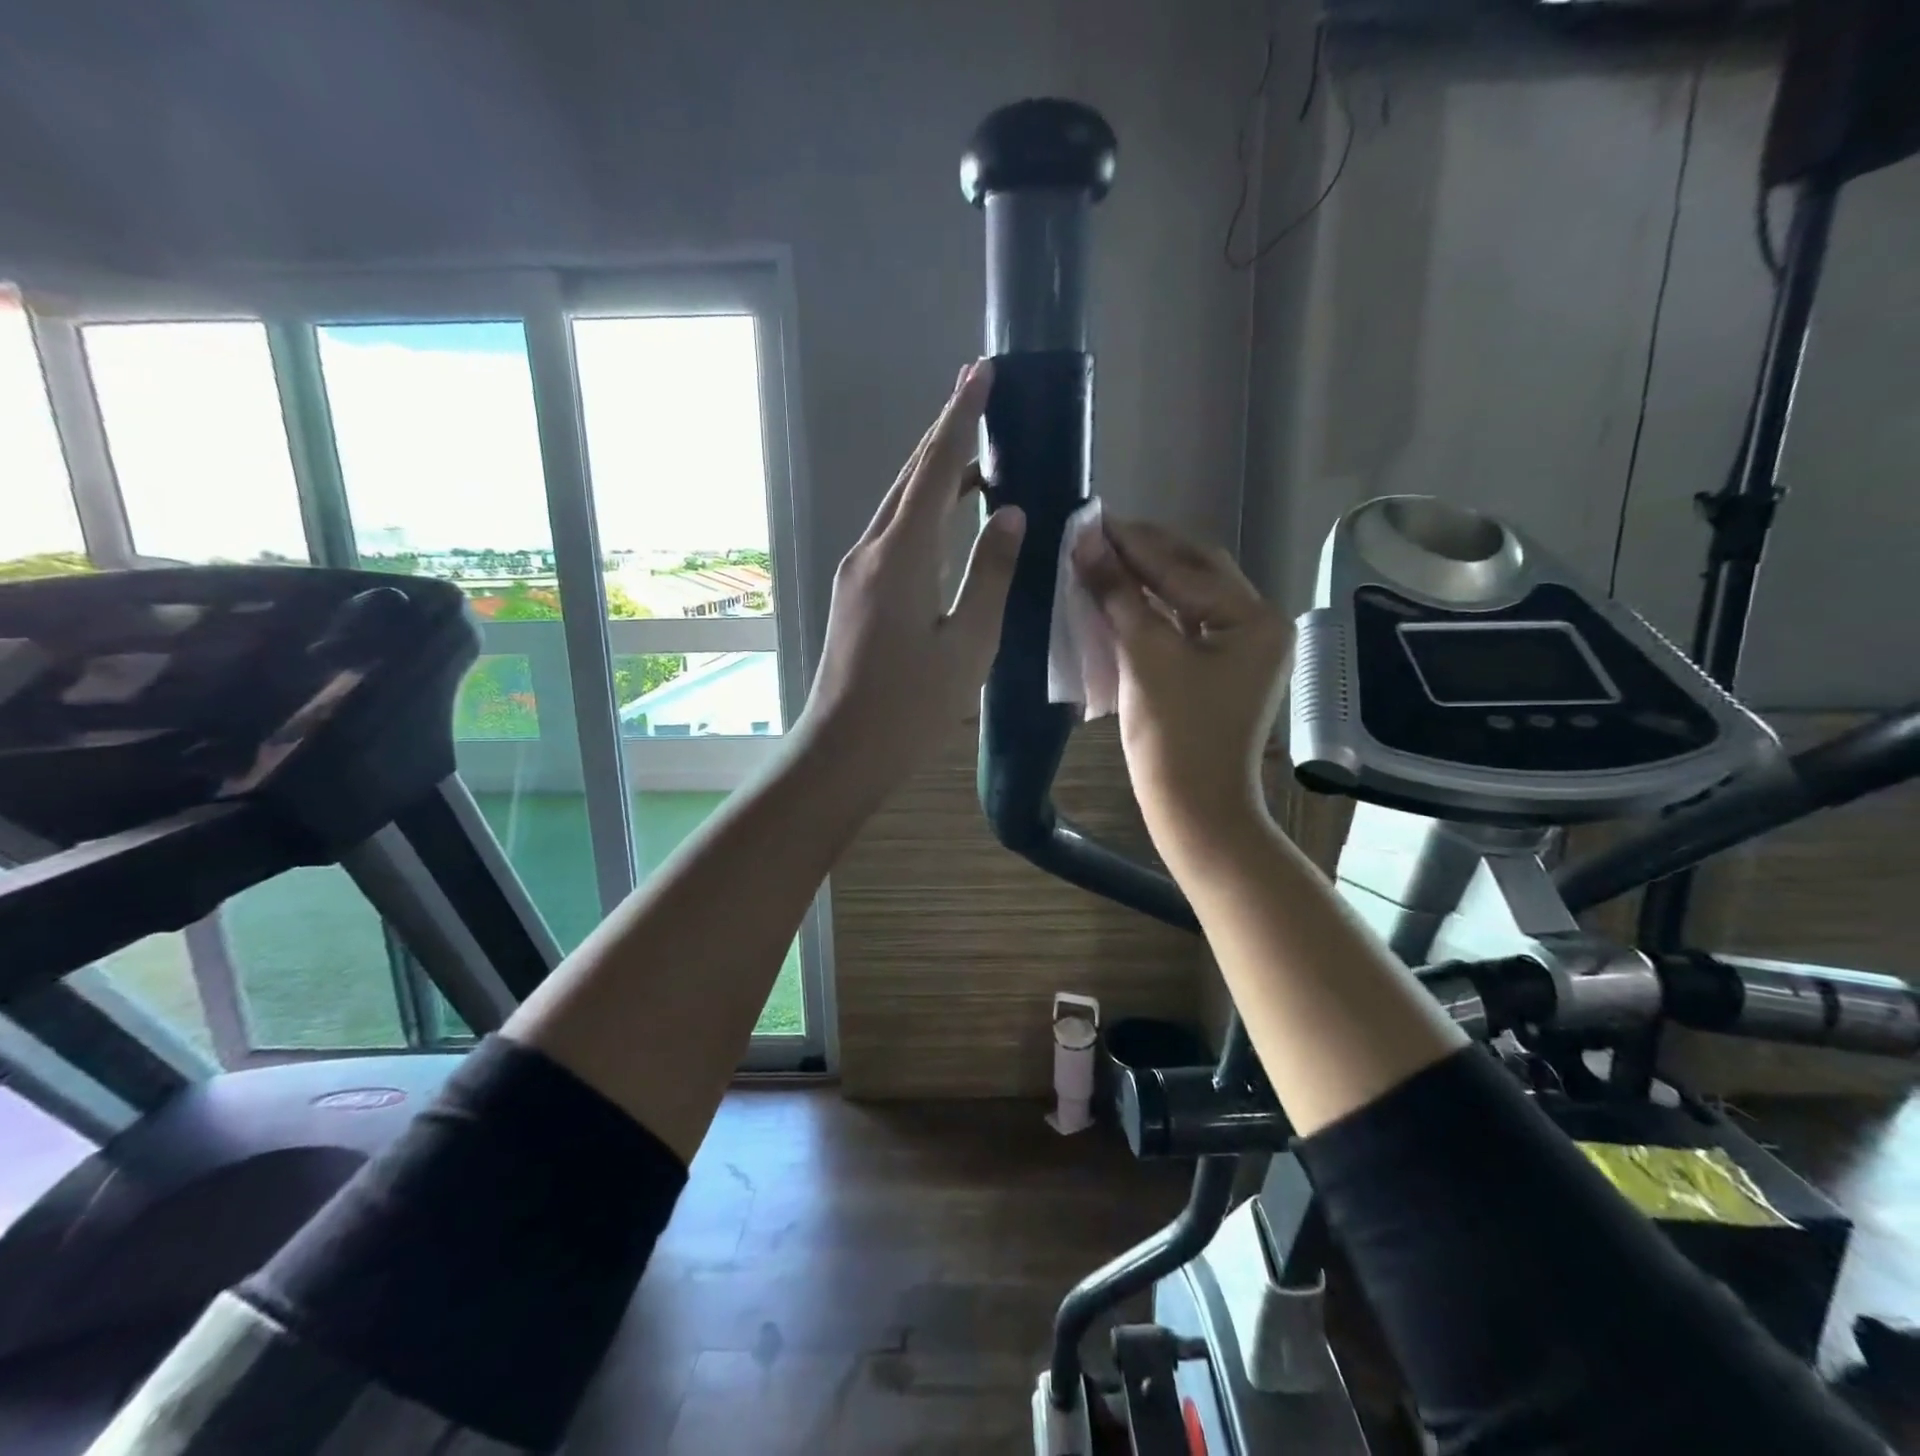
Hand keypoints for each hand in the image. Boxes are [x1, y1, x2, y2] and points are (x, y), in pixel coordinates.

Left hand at [800, 359, 1026, 786]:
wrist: (843, 751)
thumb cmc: (912, 706)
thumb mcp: (969, 643)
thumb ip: (992, 573)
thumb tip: (1010, 513)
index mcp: (902, 556)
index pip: (937, 469)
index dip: (961, 418)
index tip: (981, 372)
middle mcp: (871, 550)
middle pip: (912, 478)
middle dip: (945, 433)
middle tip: (979, 396)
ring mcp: (856, 571)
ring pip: (899, 506)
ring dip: (935, 475)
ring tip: (977, 458)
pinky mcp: (854, 593)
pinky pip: (893, 535)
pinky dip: (923, 513)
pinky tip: (947, 521)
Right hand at [1072, 518, 1291, 858]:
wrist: (1195, 811)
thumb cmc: (1174, 737)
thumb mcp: (1145, 658)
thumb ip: (1118, 594)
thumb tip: (1087, 541)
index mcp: (1253, 618)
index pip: (1187, 564)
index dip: (1135, 541)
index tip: (1091, 517)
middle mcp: (1256, 624)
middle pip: (1195, 572)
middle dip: (1144, 553)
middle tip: (1094, 534)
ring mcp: (1240, 649)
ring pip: (1188, 597)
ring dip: (1145, 579)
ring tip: (1100, 558)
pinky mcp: (1219, 670)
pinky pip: (1184, 624)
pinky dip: (1151, 609)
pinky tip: (1119, 597)